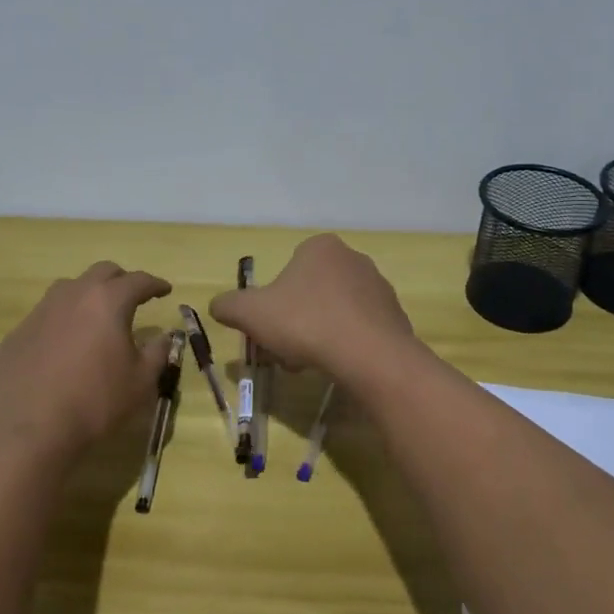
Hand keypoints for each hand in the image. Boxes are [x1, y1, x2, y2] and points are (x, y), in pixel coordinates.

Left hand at [0, 262, 172, 460]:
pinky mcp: (18, 333)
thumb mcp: (141, 382)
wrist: (30, 430)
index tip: (165, 290)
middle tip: (133, 297)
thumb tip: (164, 336)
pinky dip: (63, 321)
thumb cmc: (96, 403)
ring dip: (89, 295)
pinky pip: (46, 315)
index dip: (155, 284)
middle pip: (102, 272)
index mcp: (108, 302)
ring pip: (69, 288)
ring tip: (97, 317)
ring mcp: (40, 312)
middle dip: (122, 280)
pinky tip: (65, 345)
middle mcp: (73, 296)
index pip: (138, 281)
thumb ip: (158, 352)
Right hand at [208, 234, 414, 381]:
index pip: (288, 270)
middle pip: (311, 292)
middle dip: (295, 321)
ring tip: (311, 363)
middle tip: (286, 350)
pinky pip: (360, 329)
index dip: (273, 301)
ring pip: (335, 312)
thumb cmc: (305, 323)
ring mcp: (379, 287)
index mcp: (320, 247)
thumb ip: (229, 305)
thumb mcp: (251, 313)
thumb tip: (218, 305)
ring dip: (319, 334)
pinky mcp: (395, 316)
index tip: (269, 328)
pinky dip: (346, 345)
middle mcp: (353, 258)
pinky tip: (339, 366)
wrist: (369, 355)